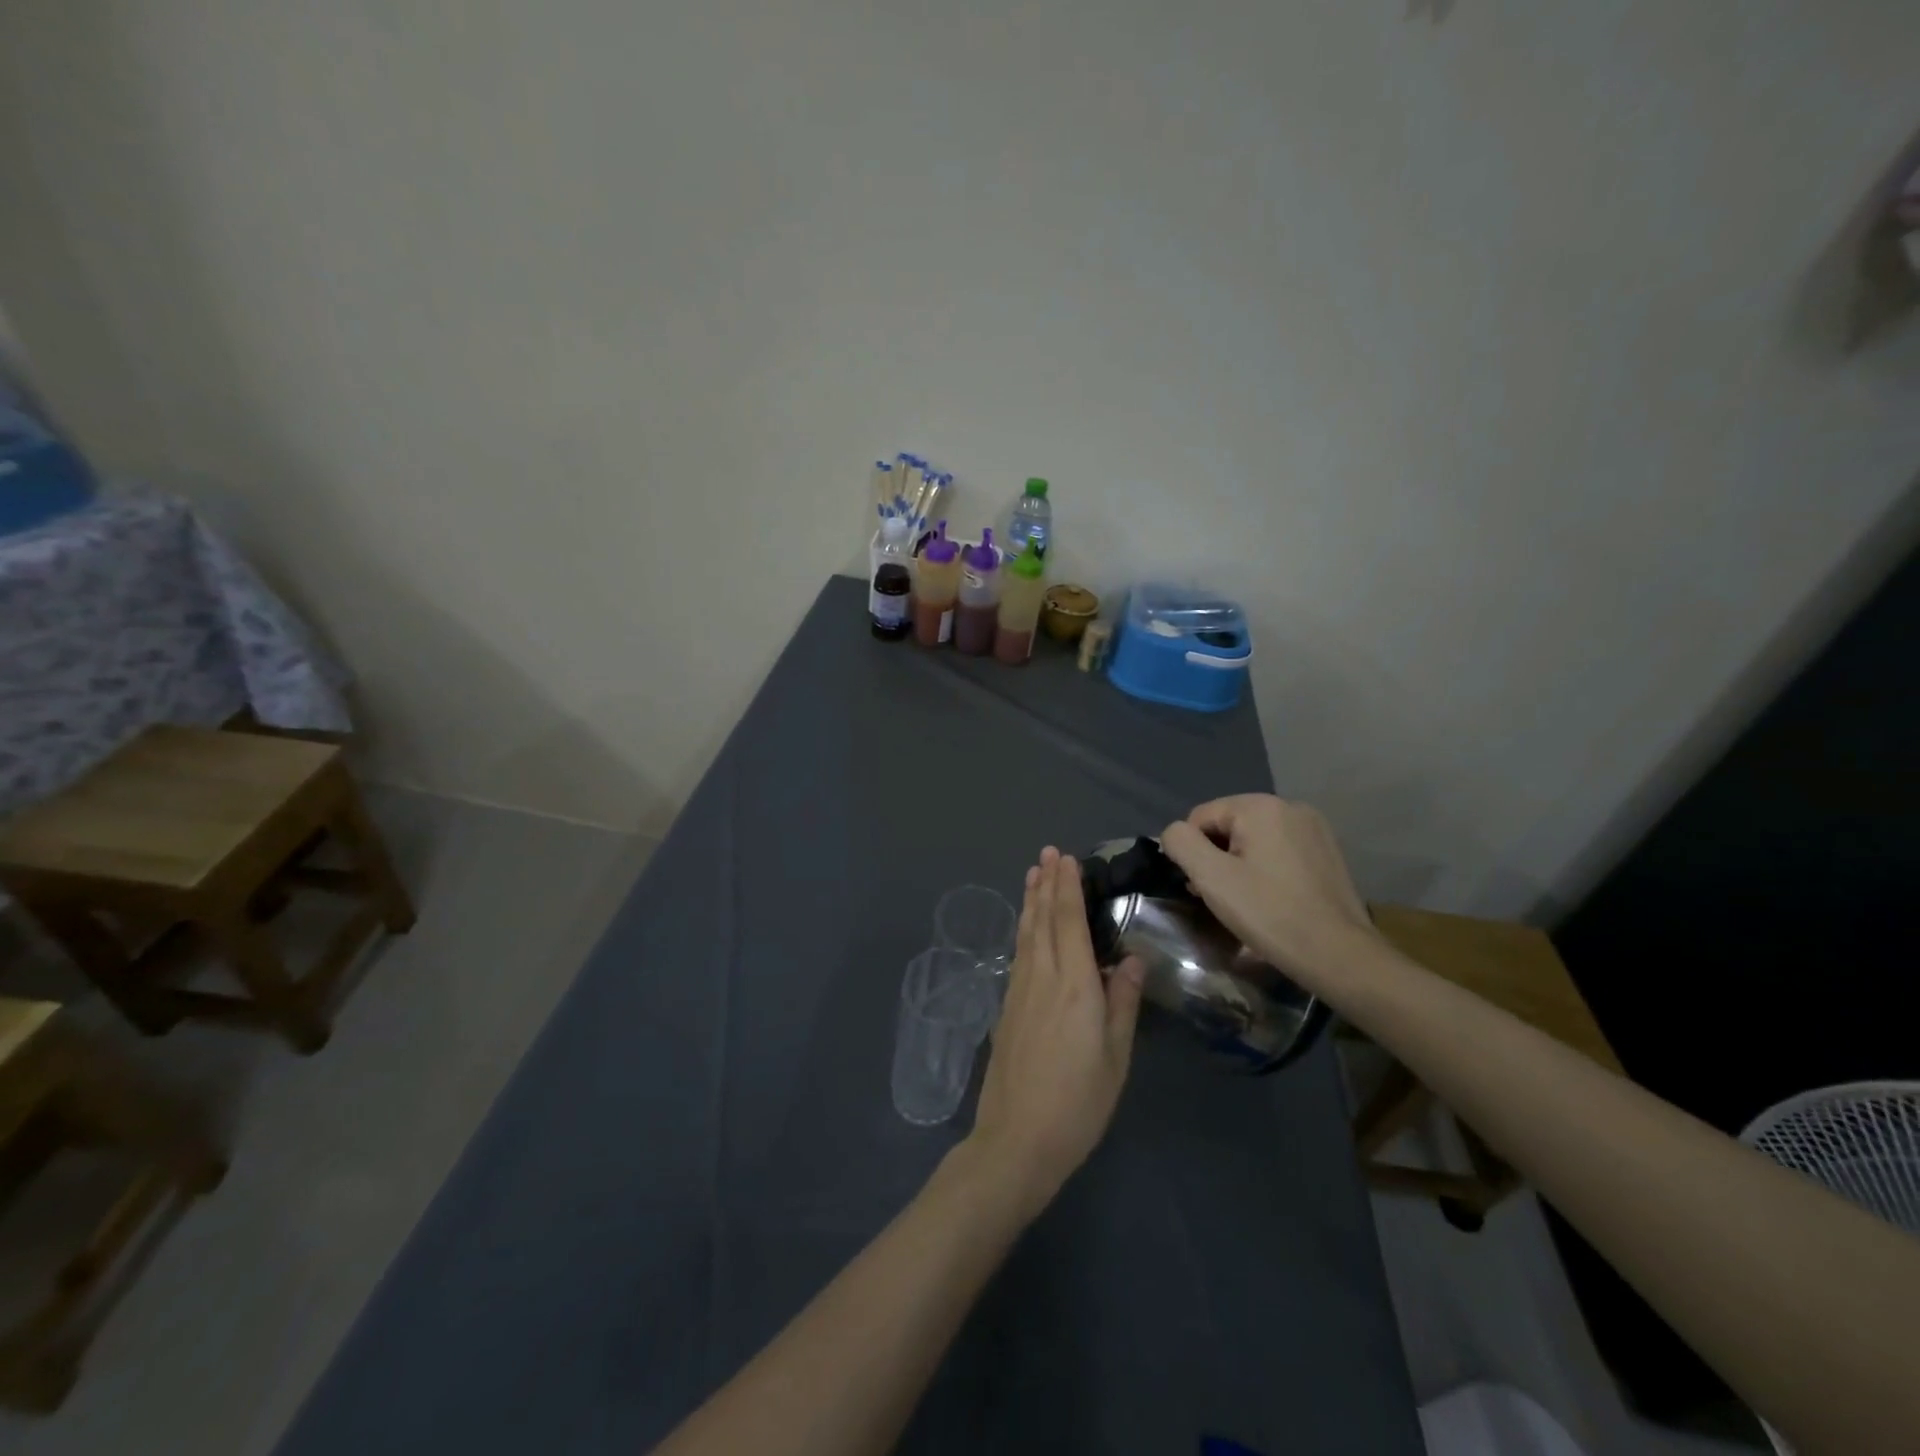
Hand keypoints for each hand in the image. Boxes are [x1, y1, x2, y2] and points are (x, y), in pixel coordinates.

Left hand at [967, 848, 1144, 1218]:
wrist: (1017, 1139)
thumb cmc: (1078, 1103)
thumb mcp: (1116, 1058)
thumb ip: (1123, 1003)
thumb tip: (1132, 959)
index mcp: (1075, 986)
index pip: (1069, 923)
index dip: (1067, 888)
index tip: (1066, 858)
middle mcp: (1043, 978)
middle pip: (1043, 920)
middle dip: (1046, 884)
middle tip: (1047, 853)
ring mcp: (1019, 992)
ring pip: (1026, 934)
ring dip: (1031, 901)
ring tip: (1033, 874)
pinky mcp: (1006, 1008)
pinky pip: (1018, 953)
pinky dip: (1023, 929)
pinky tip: (1026, 927)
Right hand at [1160, 794, 1378, 994]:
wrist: (1339, 955)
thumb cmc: (1269, 913)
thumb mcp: (1211, 878)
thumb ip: (1181, 843)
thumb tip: (1174, 834)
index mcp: (1261, 806)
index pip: (1201, 817)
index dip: (1192, 852)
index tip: (1201, 887)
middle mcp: (1290, 806)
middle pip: (1228, 826)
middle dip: (1216, 858)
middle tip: (1219, 898)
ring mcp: (1314, 829)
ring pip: (1254, 839)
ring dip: (1238, 865)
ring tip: (1244, 902)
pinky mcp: (1327, 852)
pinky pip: (1279, 850)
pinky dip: (1265, 869)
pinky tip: (1271, 899)